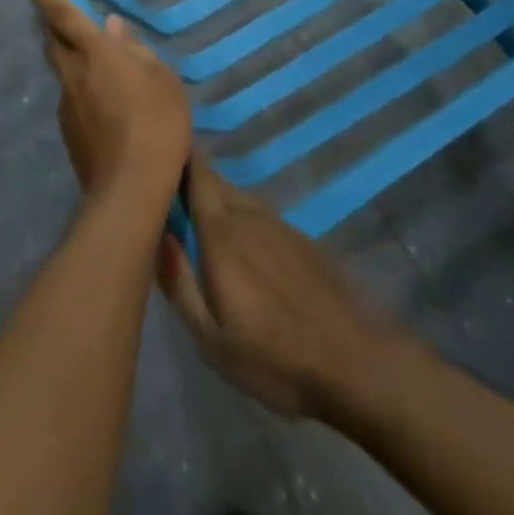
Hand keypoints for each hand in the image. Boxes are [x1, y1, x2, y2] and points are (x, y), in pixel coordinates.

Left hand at [18, 0, 190, 214]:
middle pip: (54, 41)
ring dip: (76, 64)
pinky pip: (74, 100)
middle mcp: (73, 74)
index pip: (63, 13)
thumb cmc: (156, 124)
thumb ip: (136, 51)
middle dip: (55, 26)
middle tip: (70, 22)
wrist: (131, 190)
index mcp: (95, 53)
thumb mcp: (162, 80)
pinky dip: (85, 94)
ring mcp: (66, 105)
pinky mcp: (68, 133)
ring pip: (64, 72)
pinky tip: (111, 112)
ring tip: (109, 77)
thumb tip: (114, 29)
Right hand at [158, 154, 403, 419]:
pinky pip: (261, 217)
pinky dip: (244, 220)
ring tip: (201, 222)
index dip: (178, 157)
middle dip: (192, 180)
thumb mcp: (211, 339)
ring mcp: (279, 225)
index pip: (196, 175)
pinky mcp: (302, 240)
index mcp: (221, 234)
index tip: (157, 151)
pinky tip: (245, 250)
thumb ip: (178, 283)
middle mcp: (248, 215)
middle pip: (215, 182)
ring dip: (218, 201)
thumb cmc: (275, 357)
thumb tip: (156, 236)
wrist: (357, 363)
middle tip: (169, 194)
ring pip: (238, 199)